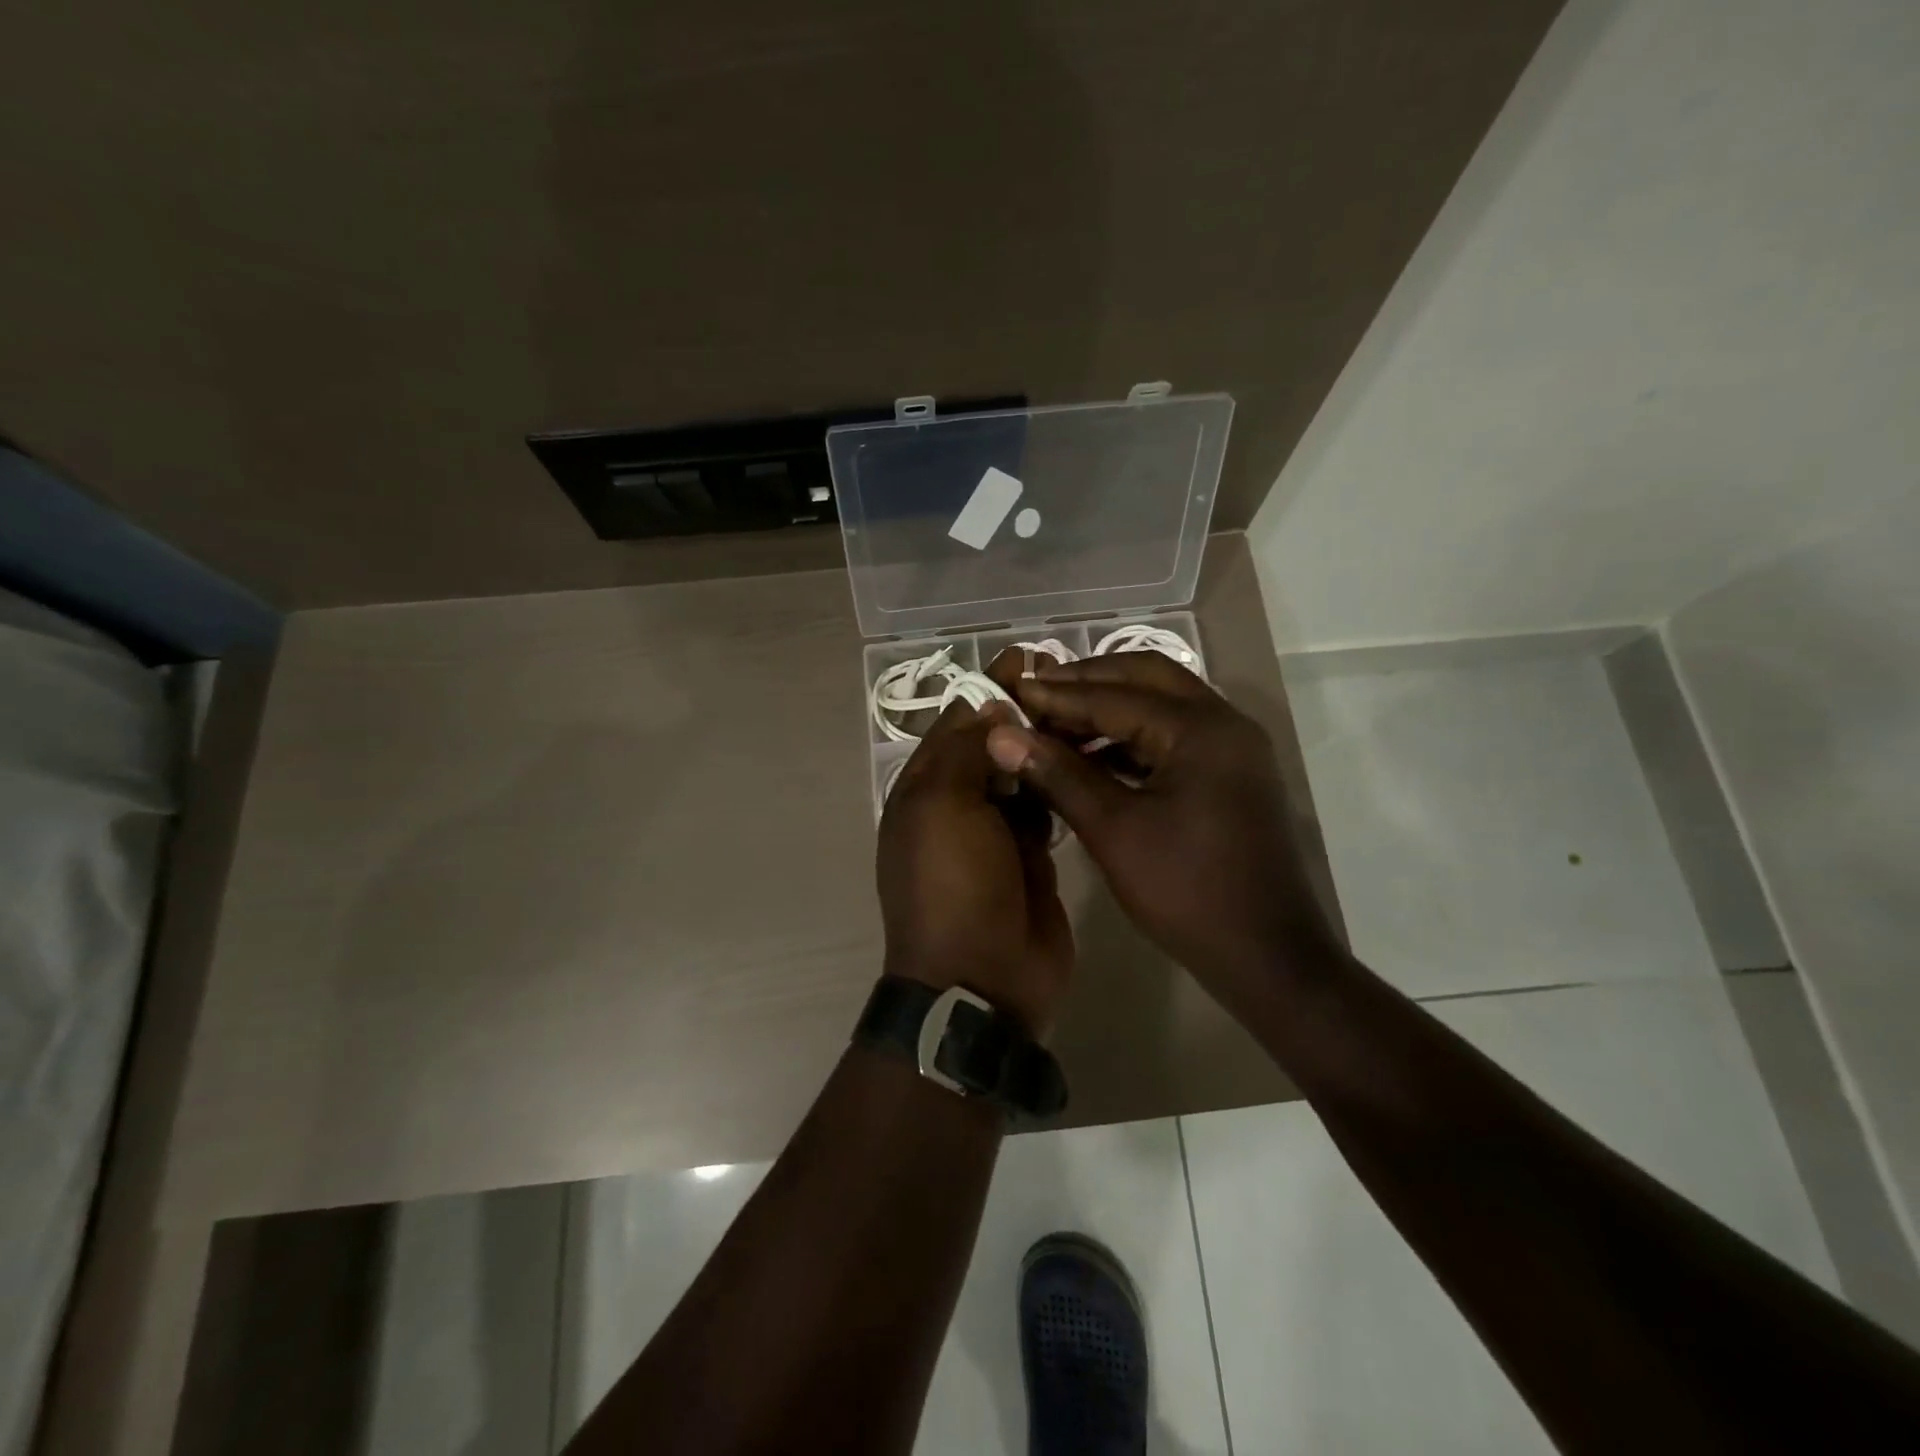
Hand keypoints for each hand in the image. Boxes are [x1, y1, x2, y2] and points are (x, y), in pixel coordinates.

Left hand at [877, 701, 1074, 1038]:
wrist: (983, 979)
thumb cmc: (953, 886)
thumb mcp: (945, 808)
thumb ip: (967, 752)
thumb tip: (992, 708)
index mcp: (923, 790)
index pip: (955, 724)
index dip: (988, 690)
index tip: (1027, 658)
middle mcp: (956, 805)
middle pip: (990, 746)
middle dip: (1022, 713)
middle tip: (1069, 681)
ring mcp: (995, 833)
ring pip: (1021, 774)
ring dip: (1044, 746)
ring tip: (1086, 711)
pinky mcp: (1032, 856)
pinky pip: (1045, 809)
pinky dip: (1060, 784)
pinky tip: (1090, 759)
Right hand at [984, 653, 1334, 1002]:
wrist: (1266, 957)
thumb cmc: (1187, 891)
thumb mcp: (1114, 831)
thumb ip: (1058, 775)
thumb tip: (1000, 735)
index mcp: (1201, 729)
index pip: (1115, 695)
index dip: (1057, 695)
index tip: (1009, 691)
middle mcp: (1223, 723)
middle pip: (1146, 677)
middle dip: (1087, 681)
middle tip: (1035, 692)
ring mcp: (1230, 749)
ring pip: (1161, 704)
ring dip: (1108, 707)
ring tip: (1054, 722)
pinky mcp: (1227, 775)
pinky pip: (1172, 736)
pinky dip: (1129, 736)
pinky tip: (1090, 755)